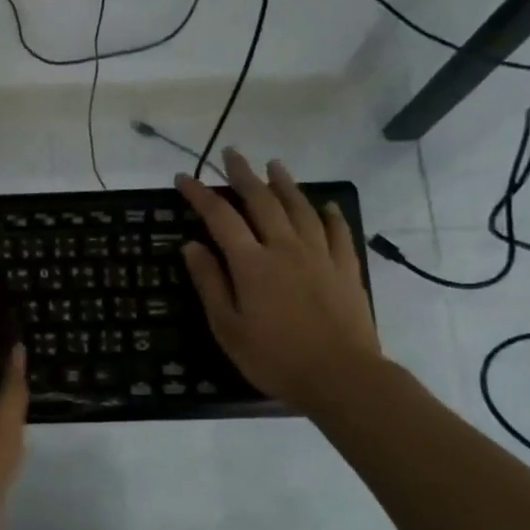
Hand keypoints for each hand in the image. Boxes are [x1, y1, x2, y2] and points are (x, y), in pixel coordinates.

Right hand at [177, 149, 382, 413]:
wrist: (341, 376)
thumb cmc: (274, 357)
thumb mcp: (227, 327)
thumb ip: (210, 283)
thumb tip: (191, 246)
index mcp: (251, 263)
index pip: (220, 217)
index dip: (200, 194)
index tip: (183, 178)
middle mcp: (285, 248)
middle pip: (261, 201)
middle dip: (243, 174)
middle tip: (231, 154)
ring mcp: (320, 255)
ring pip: (300, 208)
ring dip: (284, 184)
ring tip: (274, 165)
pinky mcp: (345, 268)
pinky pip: (338, 232)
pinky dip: (329, 215)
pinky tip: (326, 205)